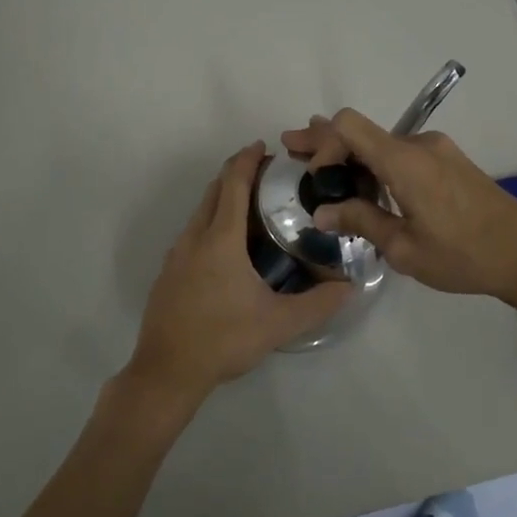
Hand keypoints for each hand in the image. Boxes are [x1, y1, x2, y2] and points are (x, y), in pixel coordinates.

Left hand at [122, 142, 349, 408]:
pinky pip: (192, 232)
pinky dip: (211, 221)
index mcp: (220, 239)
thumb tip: (350, 286)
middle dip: (236, 174)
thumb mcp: (279, 324)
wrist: (167, 370)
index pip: (233, 184)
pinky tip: (227, 246)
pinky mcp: (168, 272)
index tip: (263, 147)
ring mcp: (176, 254)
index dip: (247, 160)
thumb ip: (318, 304)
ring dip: (222, 198)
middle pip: (214, 191)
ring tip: (251, 206)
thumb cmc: (223, 339)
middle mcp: (195, 237)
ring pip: (200, 212)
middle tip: (266, 174)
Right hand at [280, 110, 516, 301]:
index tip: (318, 180)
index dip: (323, 145)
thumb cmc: (464, 255)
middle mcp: (419, 144)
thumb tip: (323, 213)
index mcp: (405, 161)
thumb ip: (361, 222)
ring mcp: (437, 150)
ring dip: (349, 153)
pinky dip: (374, 161)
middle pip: (361, 130)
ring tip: (320, 168)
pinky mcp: (449, 161)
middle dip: (325, 140)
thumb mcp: (404, 248)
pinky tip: (361, 180)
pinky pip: (401, 153)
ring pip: (381, 142)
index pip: (349, 126)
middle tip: (291, 148)